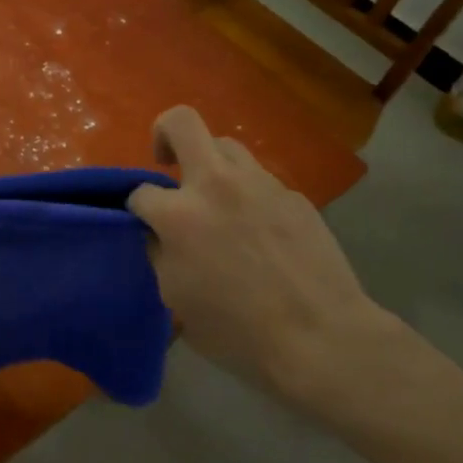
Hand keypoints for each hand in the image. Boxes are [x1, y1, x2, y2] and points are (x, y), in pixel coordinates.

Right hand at [129, 105, 387, 403]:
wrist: (324, 340)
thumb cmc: (239, 331)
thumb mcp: (176, 298)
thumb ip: (160, 254)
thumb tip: (159, 234)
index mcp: (180, 214)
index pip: (141, 192)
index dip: (137, 209)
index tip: (146, 225)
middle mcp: (217, 184)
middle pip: (182, 122)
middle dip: (163, 132)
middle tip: (166, 162)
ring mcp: (261, 184)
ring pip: (226, 145)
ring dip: (211, 163)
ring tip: (216, 197)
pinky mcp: (294, 196)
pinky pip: (260, 180)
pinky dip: (248, 193)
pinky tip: (258, 229)